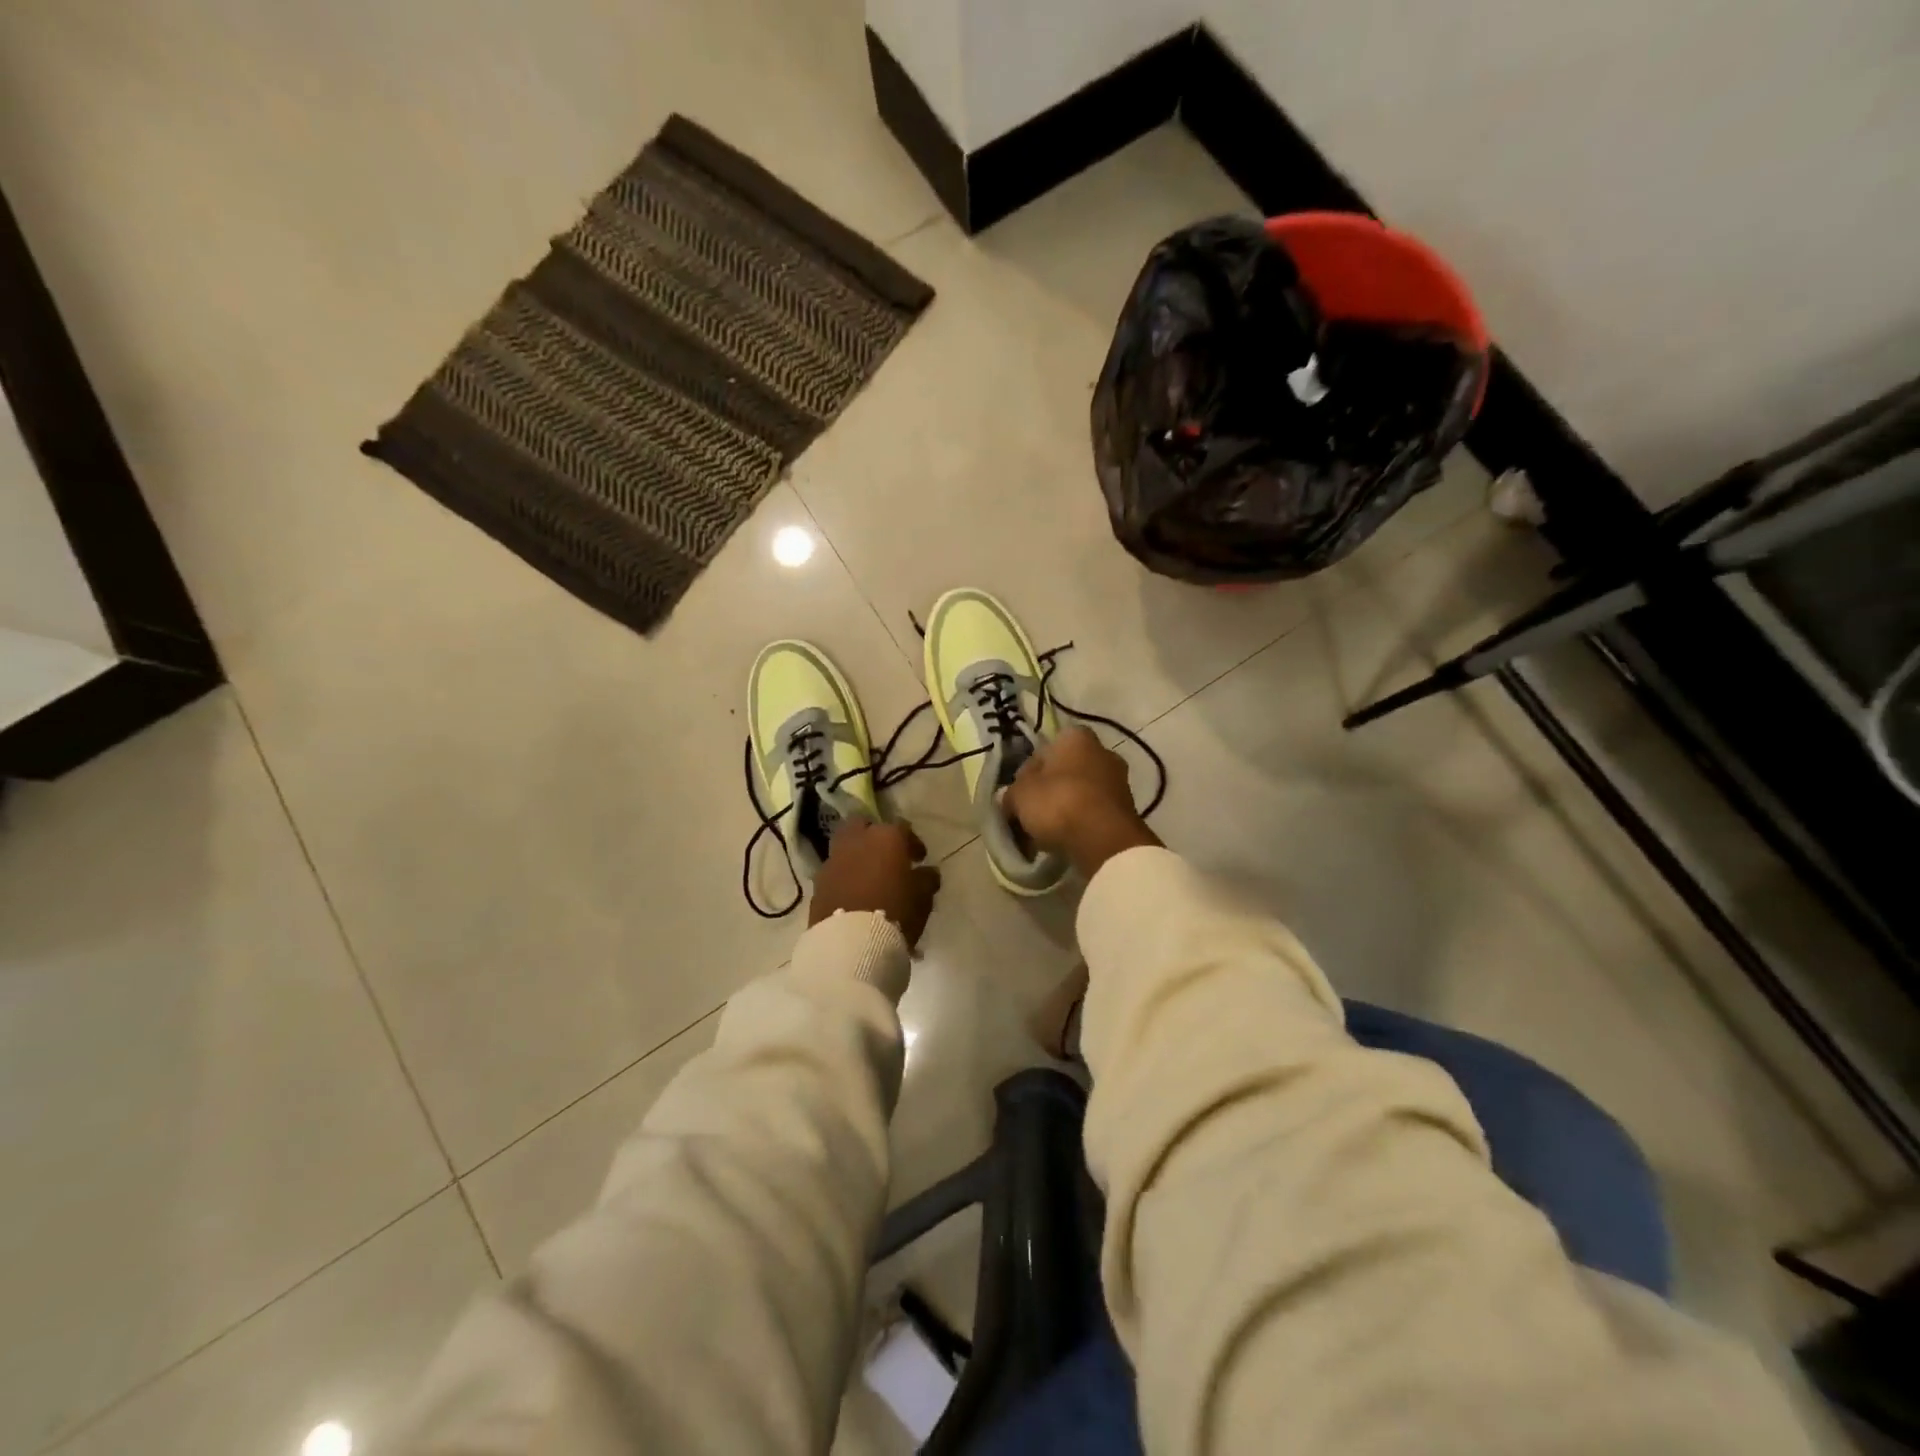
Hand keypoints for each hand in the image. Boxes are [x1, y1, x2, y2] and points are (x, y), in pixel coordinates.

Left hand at [809, 818, 941, 947]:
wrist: (851, 941)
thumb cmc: (895, 911)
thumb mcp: (923, 898)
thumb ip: (927, 879)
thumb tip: (927, 872)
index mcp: (887, 837)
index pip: (902, 828)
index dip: (912, 843)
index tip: (919, 859)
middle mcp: (857, 840)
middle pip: (863, 825)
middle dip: (873, 835)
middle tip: (885, 855)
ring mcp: (834, 859)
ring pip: (845, 846)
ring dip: (856, 855)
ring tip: (868, 876)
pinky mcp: (818, 882)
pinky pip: (834, 871)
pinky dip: (843, 876)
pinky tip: (853, 893)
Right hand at [1003, 726, 1159, 879]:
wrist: (1104, 839)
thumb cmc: (1058, 802)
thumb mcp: (1019, 796)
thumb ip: (1011, 794)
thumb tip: (1010, 799)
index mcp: (1076, 737)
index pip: (1046, 748)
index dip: (1029, 771)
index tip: (1020, 793)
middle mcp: (1102, 750)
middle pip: (1066, 770)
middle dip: (1050, 789)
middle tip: (1032, 813)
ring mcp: (1119, 780)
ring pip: (1082, 791)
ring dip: (1067, 806)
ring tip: (1048, 832)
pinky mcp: (1128, 808)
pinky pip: (1096, 811)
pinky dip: (1083, 822)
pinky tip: (1068, 839)